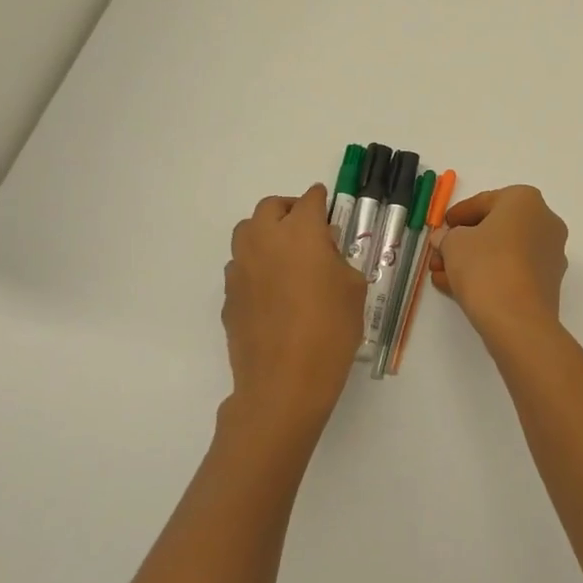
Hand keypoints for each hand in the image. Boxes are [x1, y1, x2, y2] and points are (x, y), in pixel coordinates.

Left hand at [223, 185, 365, 437]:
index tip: (327, 204)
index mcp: (301, 233)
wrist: (284, 382)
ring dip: (266, 233)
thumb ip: (338, 260)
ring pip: (247, 232)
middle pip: (270, 207)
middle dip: (289, 210)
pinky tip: (273, 289)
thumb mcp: (353, 289)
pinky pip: (241, 266)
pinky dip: (256, 265)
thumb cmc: (330, 331)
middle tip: (307, 227)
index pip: (310, 201)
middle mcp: (265, 241)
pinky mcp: (228, 295)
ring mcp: (241, 268)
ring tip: (286, 254)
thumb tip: (323, 252)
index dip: (321, 200)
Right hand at [431, 185, 568, 332]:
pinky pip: (513, 271)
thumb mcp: (453, 244)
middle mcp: (545, 221)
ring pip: (503, 252)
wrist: (518, 319)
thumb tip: (445, 239)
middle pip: (495, 228)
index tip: (441, 227)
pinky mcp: (548, 282)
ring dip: (472, 261)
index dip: (457, 215)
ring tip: (442, 275)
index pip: (484, 201)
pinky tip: (460, 289)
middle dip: (463, 242)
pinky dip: (489, 275)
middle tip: (439, 255)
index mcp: (525, 200)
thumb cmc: (485, 265)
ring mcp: (550, 253)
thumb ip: (446, 236)